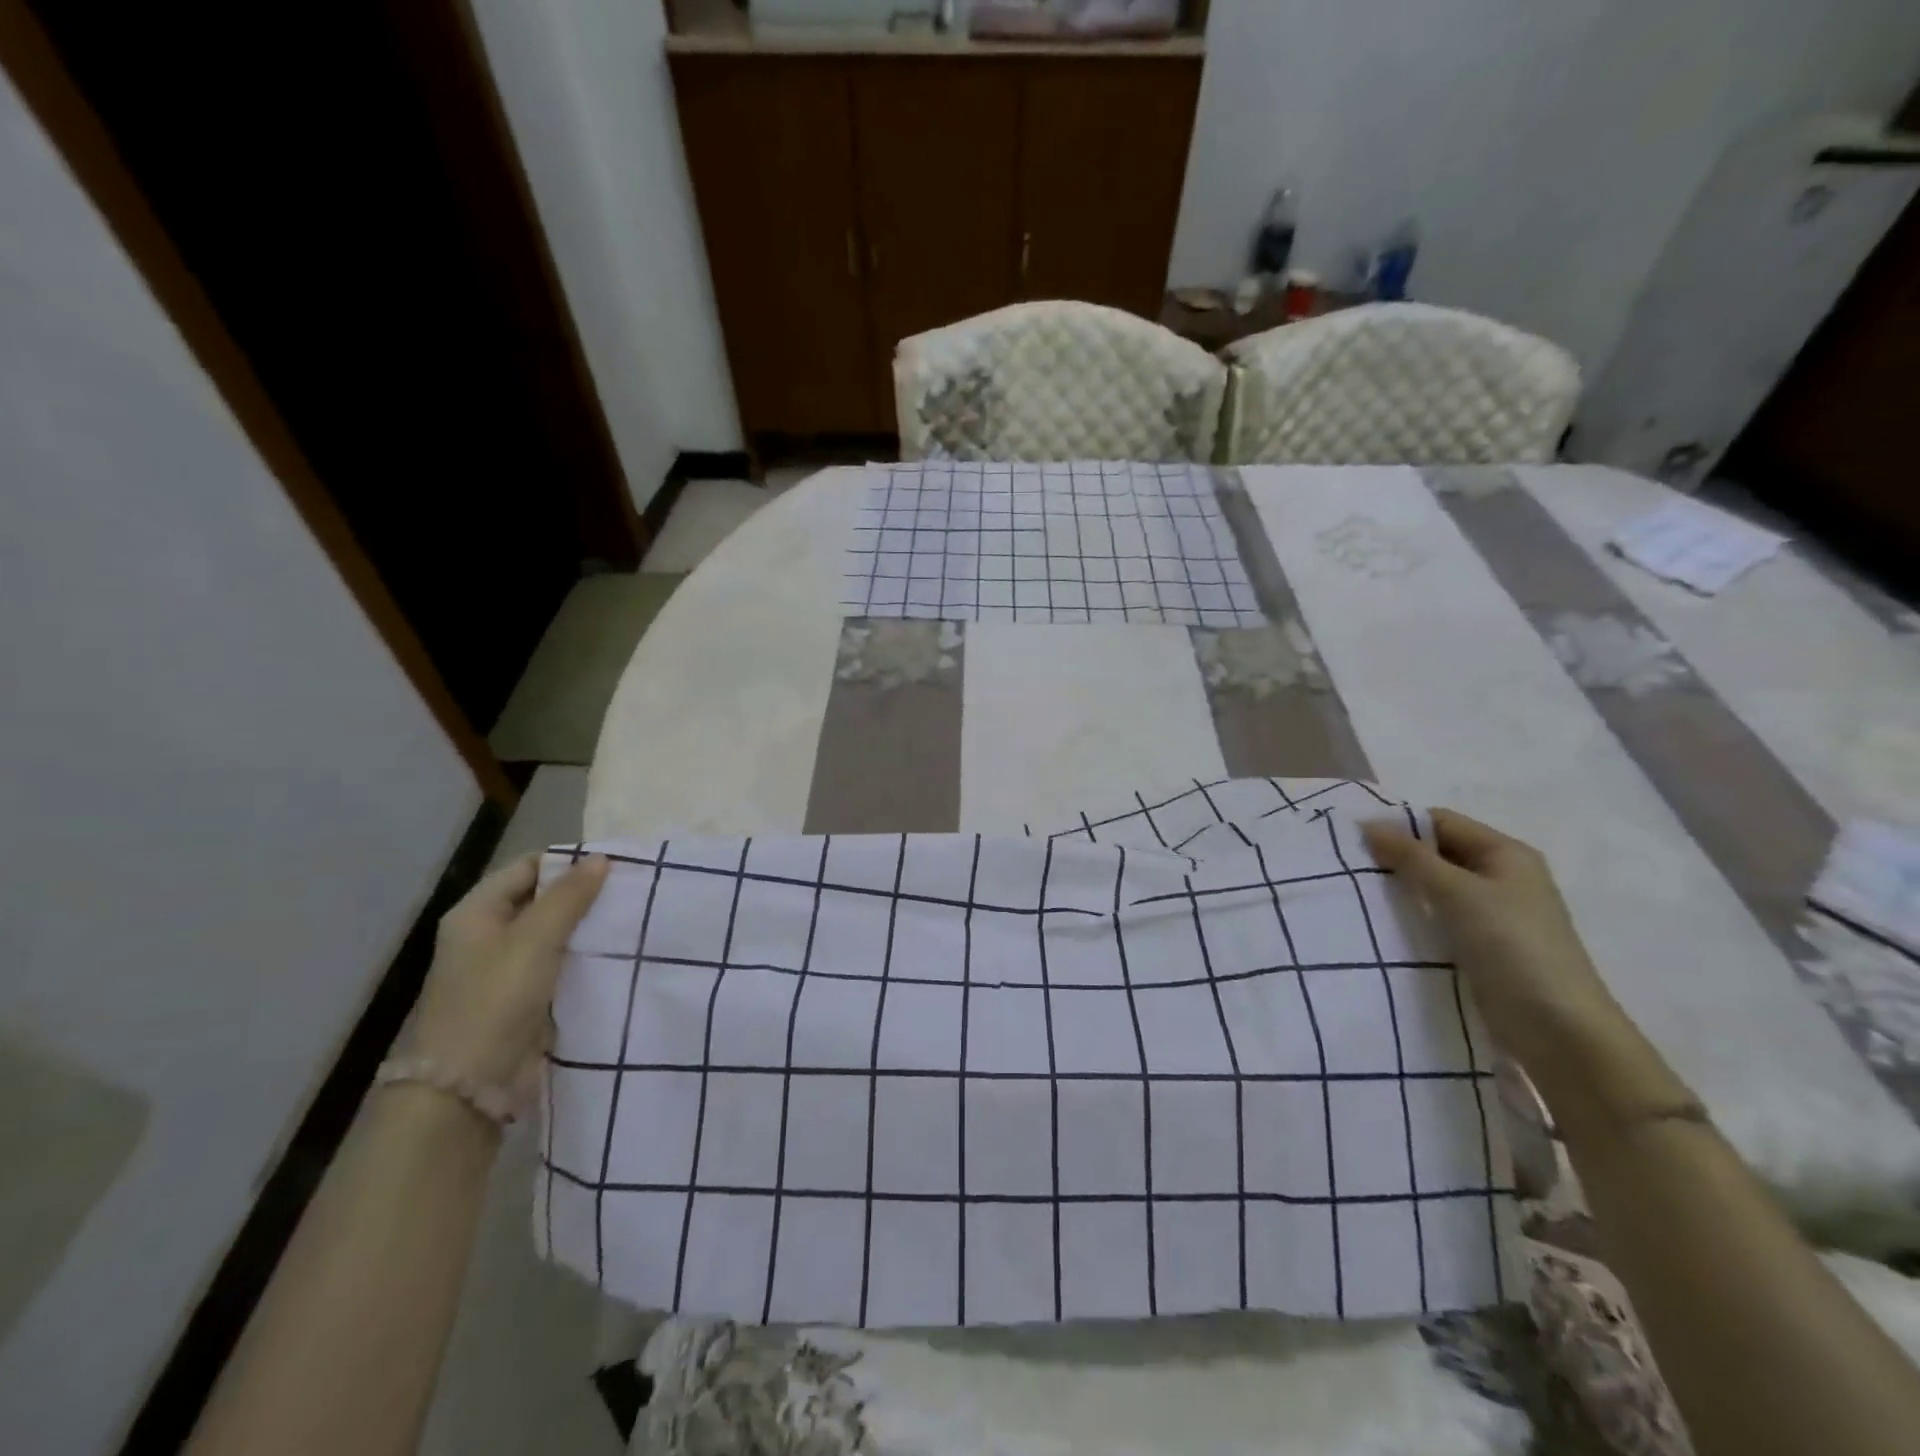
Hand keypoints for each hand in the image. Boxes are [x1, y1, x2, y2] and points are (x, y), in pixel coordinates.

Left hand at [404, 852, 608, 1093]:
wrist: (469, 1085)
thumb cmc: (496, 999)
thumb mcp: (535, 939)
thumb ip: (569, 897)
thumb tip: (600, 858)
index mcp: (476, 912)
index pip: (527, 867)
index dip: (567, 862)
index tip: (614, 864)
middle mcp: (487, 935)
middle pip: (541, 899)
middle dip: (582, 894)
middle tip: (630, 889)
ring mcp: (505, 969)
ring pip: (554, 934)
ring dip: (586, 927)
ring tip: (631, 917)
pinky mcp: (524, 998)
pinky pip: (559, 964)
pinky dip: (583, 957)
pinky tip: (616, 953)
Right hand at [1360, 809, 1630, 1075]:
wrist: (1559, 1029)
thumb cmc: (1513, 946)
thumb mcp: (1459, 893)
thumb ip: (1411, 857)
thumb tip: (1368, 824)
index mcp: (1506, 853)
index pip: (1441, 822)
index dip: (1398, 825)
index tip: (1351, 837)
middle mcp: (1501, 876)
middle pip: (1437, 852)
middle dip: (1395, 856)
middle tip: (1347, 864)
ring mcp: (1492, 913)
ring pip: (1435, 886)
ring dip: (1401, 887)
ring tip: (1356, 891)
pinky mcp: (1482, 944)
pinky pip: (1438, 916)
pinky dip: (1412, 914)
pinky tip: (1381, 921)